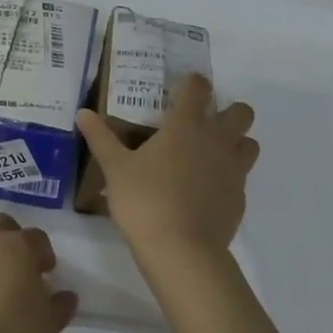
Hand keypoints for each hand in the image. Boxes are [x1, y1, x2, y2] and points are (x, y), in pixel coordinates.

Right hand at [77, 75, 257, 256]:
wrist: (181, 249)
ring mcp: (234, 169)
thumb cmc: (144, 200)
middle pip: (241, 112)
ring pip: (249, 144)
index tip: (181, 90)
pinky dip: (228, 178)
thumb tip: (82, 113)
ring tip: (210, 156)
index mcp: (187, 125)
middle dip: (227, 112)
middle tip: (201, 125)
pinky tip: (206, 191)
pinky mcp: (239, 197)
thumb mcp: (115, 168)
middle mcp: (217, 140)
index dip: (192, 84)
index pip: (199, 88)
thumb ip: (100, 137)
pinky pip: (241, 178)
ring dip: (236, 143)